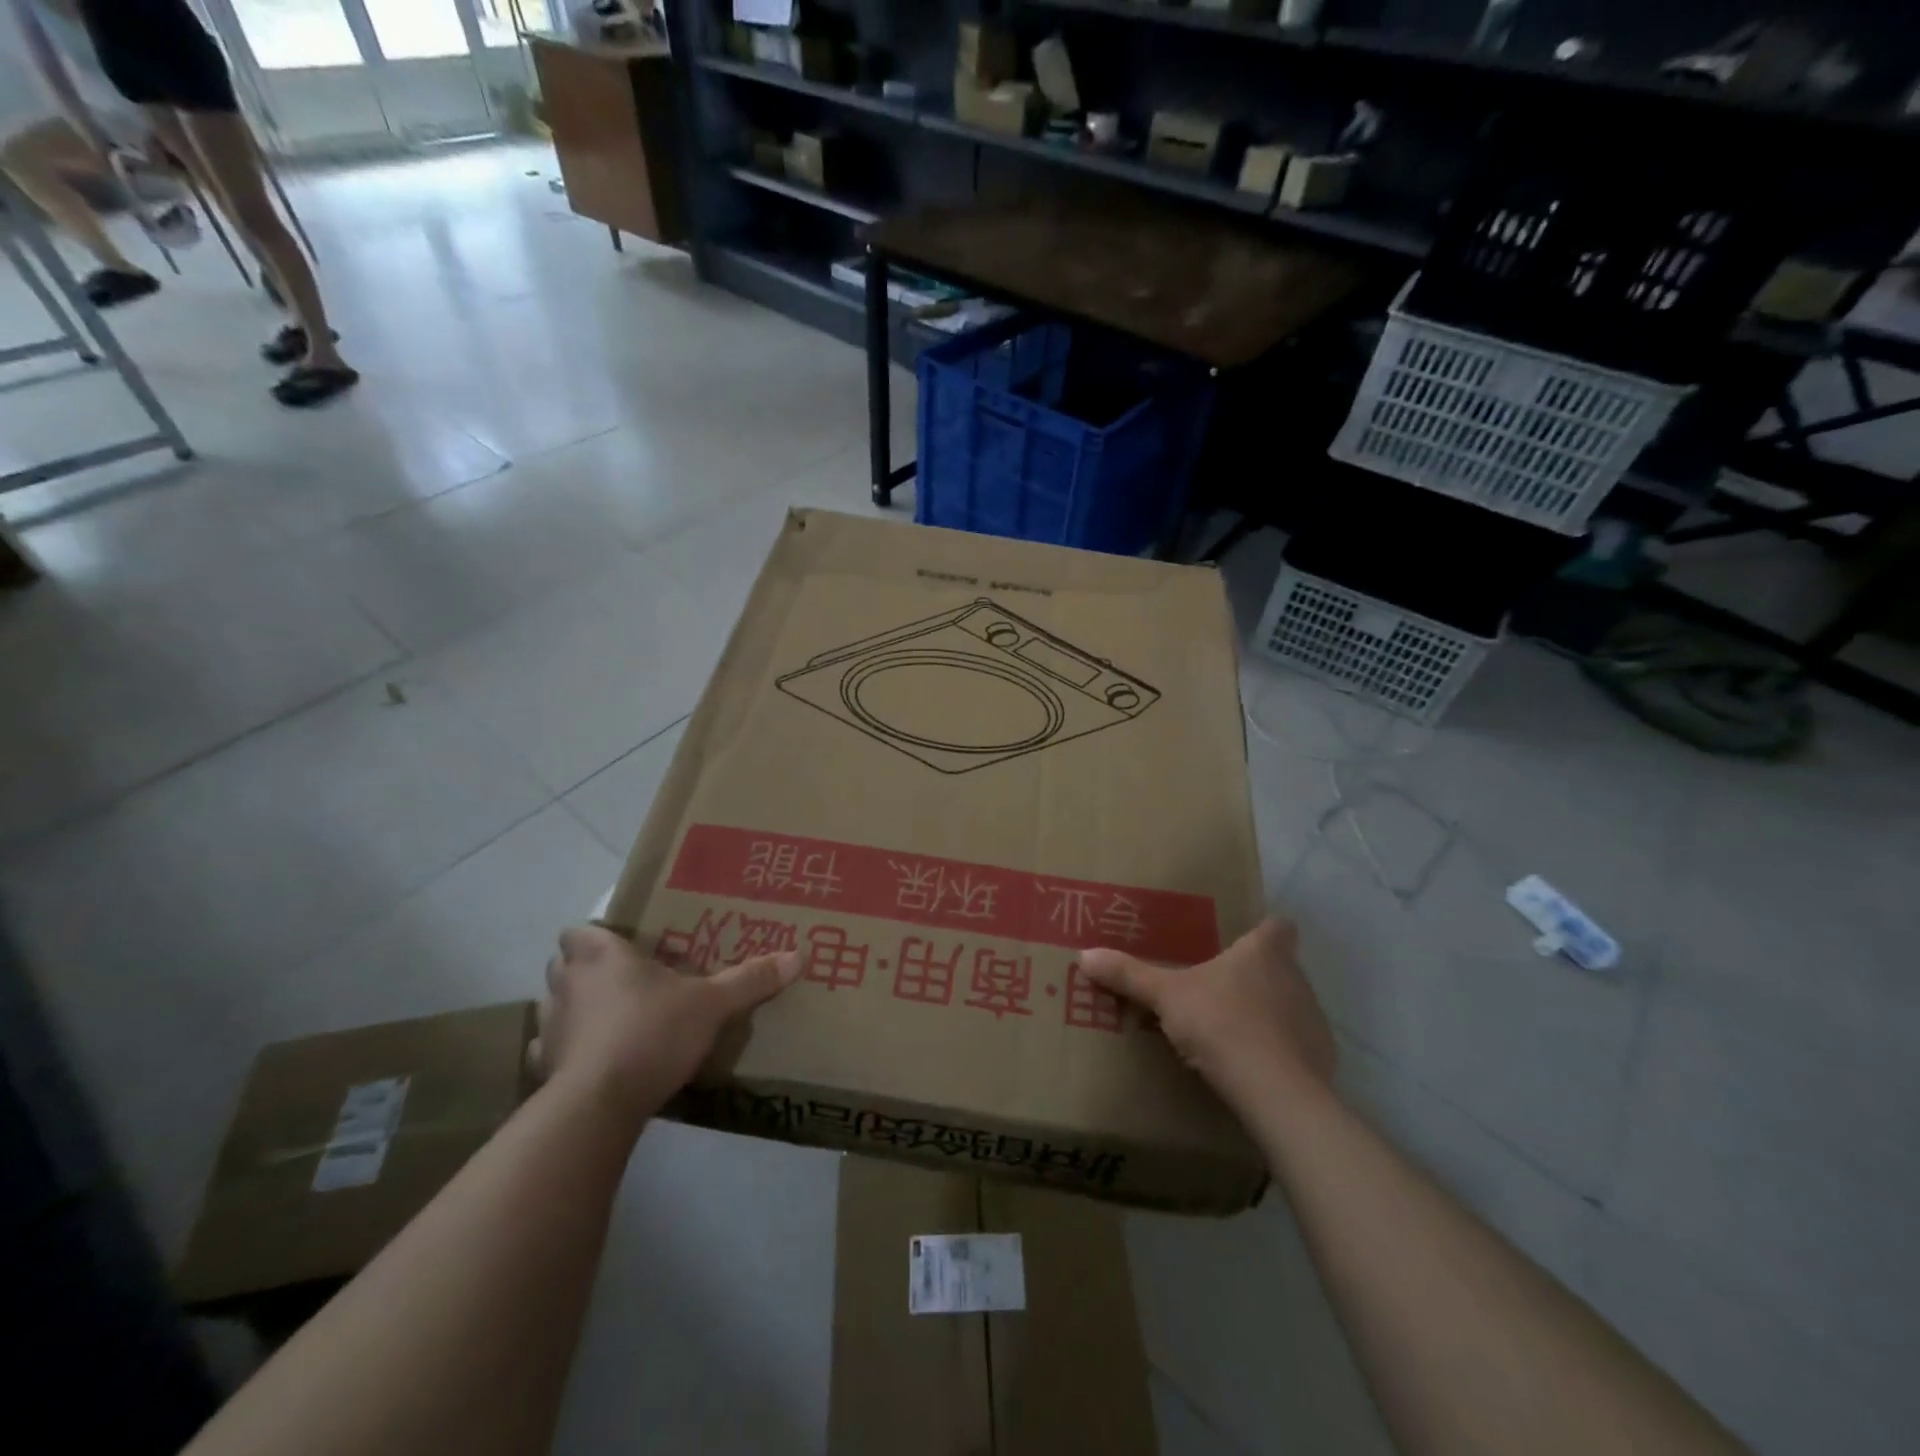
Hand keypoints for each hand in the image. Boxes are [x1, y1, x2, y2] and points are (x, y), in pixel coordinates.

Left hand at [531, 926, 801, 1124]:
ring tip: (610, 1020)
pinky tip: (591, 1061)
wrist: (599, 1103)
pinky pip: (549, 1050)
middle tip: (624, 980)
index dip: (595, 936)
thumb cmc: (652, 1032)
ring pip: (555, 1005)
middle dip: (585, 969)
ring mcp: (550, 1026)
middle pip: (563, 964)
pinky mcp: (543, 1067)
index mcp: (601, 956)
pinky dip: (565, 1052)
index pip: (578, 931)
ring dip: (574, 1008)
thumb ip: (749, 979)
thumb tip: (797, 955)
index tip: (621, 947)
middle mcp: (568, 983)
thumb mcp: (712, 1004)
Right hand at [1080, 919, 1334, 1113]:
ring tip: (1233, 1031)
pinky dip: (1281, 1051)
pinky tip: (1255, 1068)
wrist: (1276, 1092)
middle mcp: (1295, 978)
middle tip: (1220, 988)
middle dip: (1257, 975)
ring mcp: (1313, 1019)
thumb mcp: (1166, 997)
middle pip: (1282, 966)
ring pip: (1291, 1005)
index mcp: (1263, 953)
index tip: (1244, 939)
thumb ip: (1129, 976)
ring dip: (1269, 1013)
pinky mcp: (1323, 1058)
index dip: (1264, 930)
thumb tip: (1084, 955)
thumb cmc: (1221, 1024)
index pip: (1278, 927)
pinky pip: (1299, 1046)